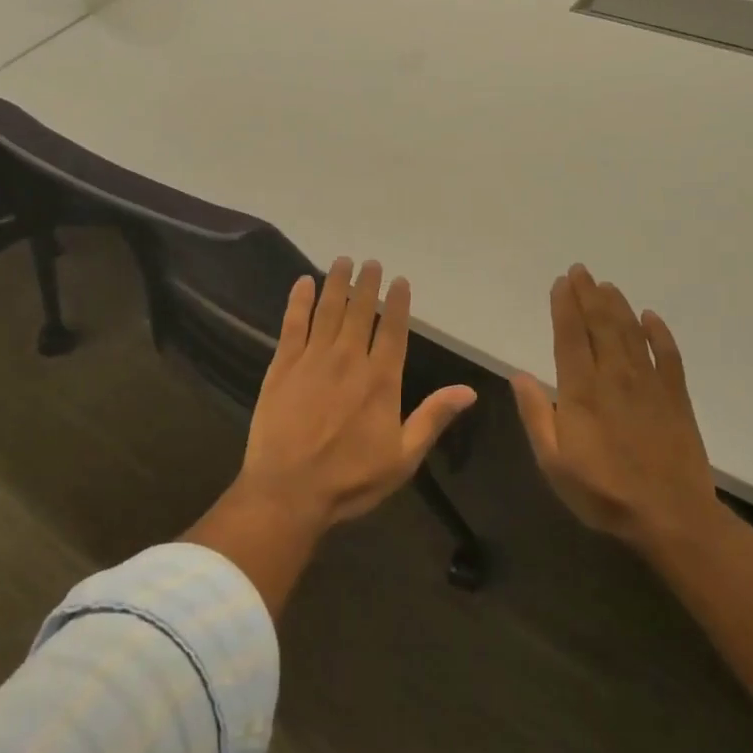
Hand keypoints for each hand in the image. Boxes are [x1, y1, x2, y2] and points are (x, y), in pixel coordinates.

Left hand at [237, 258, 476, 528]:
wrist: (288, 491)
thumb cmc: (350, 479)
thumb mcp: (403, 457)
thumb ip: (433, 418)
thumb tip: (469, 390)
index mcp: (381, 380)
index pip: (394, 330)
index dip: (397, 303)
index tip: (399, 280)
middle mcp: (349, 359)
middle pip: (360, 312)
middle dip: (367, 284)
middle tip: (371, 262)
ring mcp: (313, 359)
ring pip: (328, 310)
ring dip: (336, 283)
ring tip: (343, 261)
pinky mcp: (283, 365)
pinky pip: (292, 323)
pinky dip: (299, 300)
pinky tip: (303, 282)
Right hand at [510, 264, 719, 553]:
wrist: (671, 517)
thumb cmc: (603, 493)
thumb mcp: (553, 462)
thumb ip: (537, 415)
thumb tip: (518, 375)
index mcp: (582, 391)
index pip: (570, 337)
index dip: (564, 306)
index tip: (560, 282)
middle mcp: (615, 377)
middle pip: (601, 325)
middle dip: (589, 295)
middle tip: (581, 270)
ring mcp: (650, 384)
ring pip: (631, 333)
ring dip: (617, 306)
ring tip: (606, 285)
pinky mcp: (676, 397)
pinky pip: (668, 355)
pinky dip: (659, 333)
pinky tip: (651, 317)